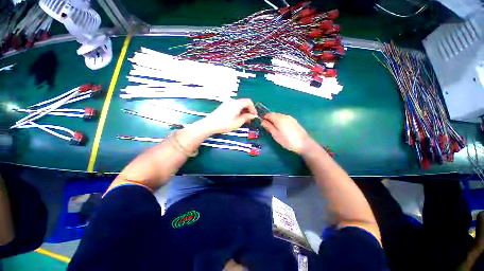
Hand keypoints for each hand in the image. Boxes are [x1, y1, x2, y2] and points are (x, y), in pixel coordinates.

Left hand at [197, 98, 256, 133]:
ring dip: (244, 110)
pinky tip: (237, 117)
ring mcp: (227, 103)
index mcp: (236, 104)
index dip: (253, 108)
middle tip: (250, 118)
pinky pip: (234, 106)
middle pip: (244, 102)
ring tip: (244, 119)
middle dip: (249, 109)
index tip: (254, 115)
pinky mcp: (224, 106)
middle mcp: (232, 102)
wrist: (210, 125)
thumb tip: (252, 115)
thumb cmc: (224, 124)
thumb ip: (246, 118)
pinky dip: (238, 110)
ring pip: (239, 104)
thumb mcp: (237, 122)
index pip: (248, 102)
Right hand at [261, 113, 310, 153]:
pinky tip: (282, 129)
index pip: (268, 114)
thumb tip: (262, 121)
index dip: (264, 118)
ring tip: (275, 130)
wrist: (304, 144)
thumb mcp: (275, 135)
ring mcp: (290, 118)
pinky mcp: (294, 121)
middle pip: (274, 114)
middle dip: (269, 119)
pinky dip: (280, 122)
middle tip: (268, 128)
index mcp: (278, 118)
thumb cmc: (287, 140)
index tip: (263, 125)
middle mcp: (284, 116)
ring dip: (275, 121)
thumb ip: (269, 127)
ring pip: (279, 116)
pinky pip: (284, 119)